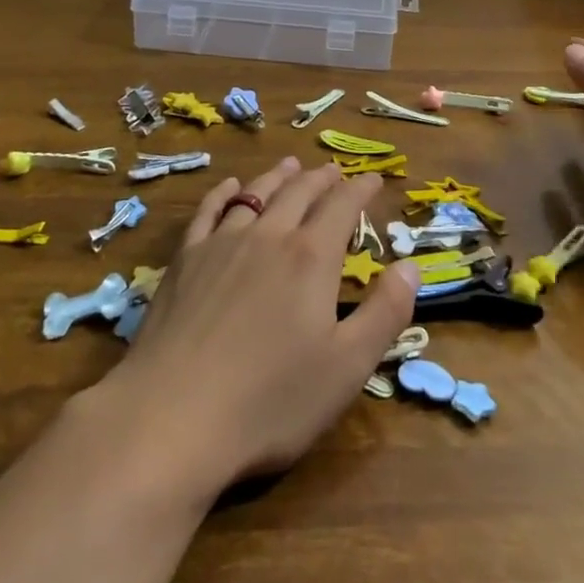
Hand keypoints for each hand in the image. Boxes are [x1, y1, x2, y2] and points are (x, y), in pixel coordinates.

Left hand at [91, 157, 420, 495]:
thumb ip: (385, 313)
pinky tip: (230, 187)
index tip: (374, 179)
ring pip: (256, 194)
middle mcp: (268, 236)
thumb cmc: (270, 401)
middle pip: (300, 193)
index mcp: (310, 257)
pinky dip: (224, 194)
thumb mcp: (347, 368)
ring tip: (291, 166)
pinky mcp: (185, 260)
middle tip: (335, 171)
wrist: (172, 417)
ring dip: (278, 177)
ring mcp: (222, 244)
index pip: (342, 207)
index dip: (361, 189)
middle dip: (322, 179)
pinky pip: (209, 211)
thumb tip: (411, 266)